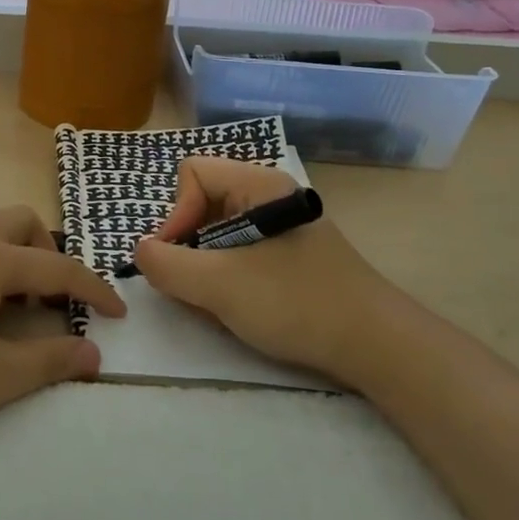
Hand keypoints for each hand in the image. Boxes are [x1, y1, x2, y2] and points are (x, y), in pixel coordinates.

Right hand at [129, 157, 388, 375]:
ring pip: (218, 232)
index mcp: (258, 184)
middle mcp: (269, 196)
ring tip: (218, 304)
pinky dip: (227, 278)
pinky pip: (240, 253)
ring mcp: (282, 227)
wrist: (377, 346)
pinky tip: (240, 309)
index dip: (175, 213)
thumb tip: (141, 252)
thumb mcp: (219, 286)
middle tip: (195, 286)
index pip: (192, 173)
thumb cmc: (296, 303)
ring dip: (206, 267)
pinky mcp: (290, 256)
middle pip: (203, 202)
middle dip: (188, 245)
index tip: (175, 258)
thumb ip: (167, 265)